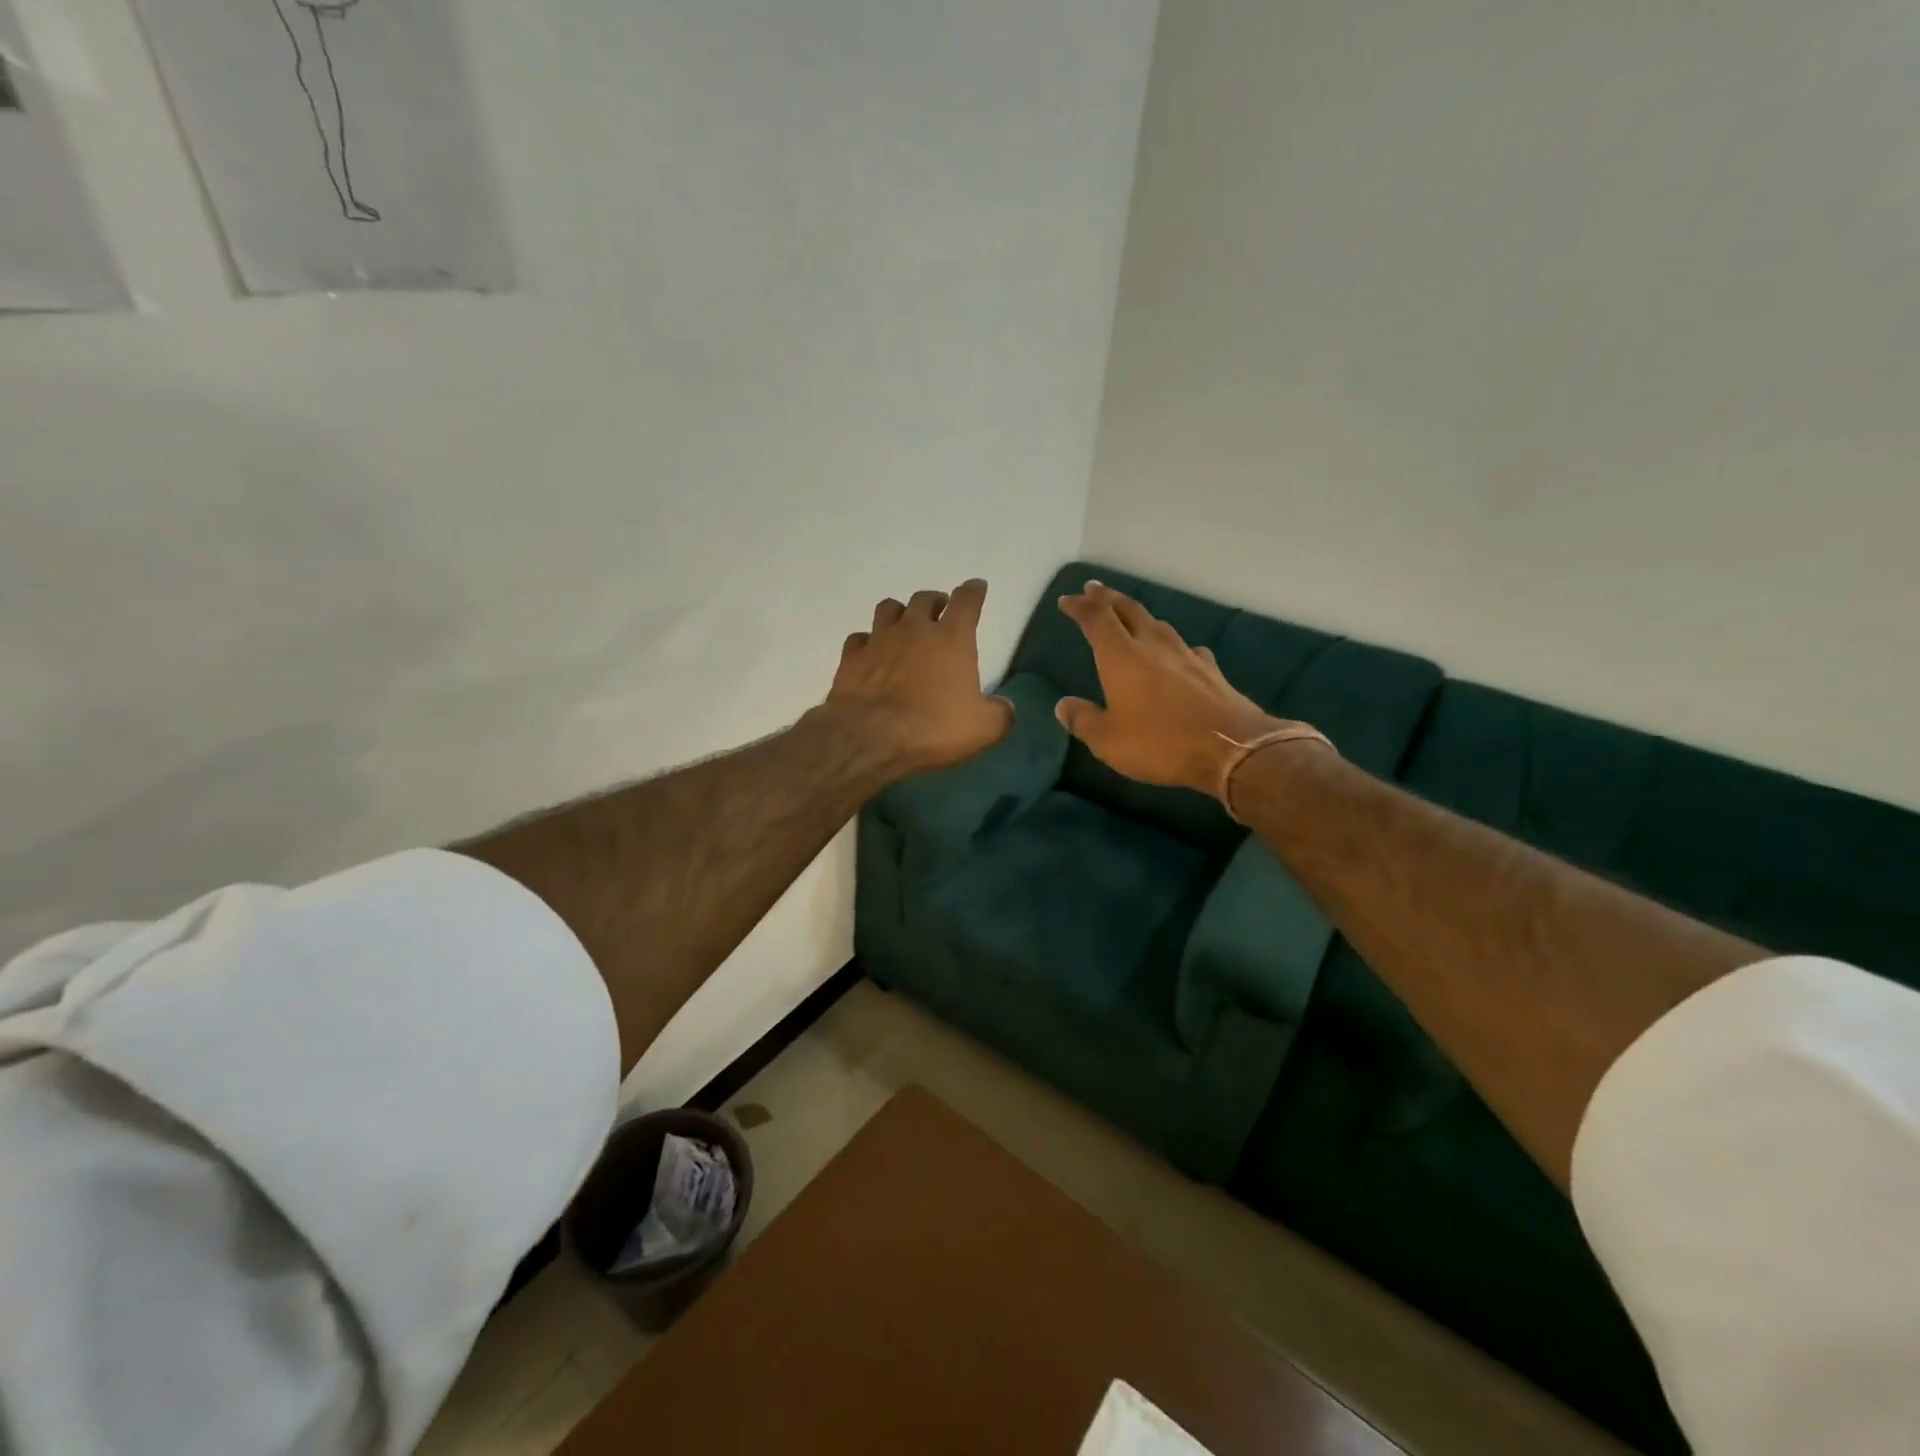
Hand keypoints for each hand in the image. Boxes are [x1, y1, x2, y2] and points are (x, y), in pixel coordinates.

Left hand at [822, 579, 1013, 775]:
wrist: (871, 738)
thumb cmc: (934, 727)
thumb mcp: (984, 728)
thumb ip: (1000, 714)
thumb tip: (1004, 707)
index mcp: (952, 638)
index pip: (966, 601)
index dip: (973, 592)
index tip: (976, 587)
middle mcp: (914, 629)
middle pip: (925, 599)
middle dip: (935, 602)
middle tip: (940, 612)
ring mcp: (879, 640)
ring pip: (888, 609)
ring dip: (899, 613)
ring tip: (904, 625)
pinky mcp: (851, 658)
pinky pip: (859, 639)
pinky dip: (867, 642)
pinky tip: (871, 653)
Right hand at [1055, 581, 1288, 797]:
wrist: (1232, 749)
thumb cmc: (1160, 743)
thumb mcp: (1108, 741)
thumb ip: (1083, 720)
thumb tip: (1063, 705)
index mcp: (1121, 657)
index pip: (1096, 619)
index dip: (1080, 606)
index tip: (1067, 600)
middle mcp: (1153, 645)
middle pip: (1129, 610)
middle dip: (1108, 598)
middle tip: (1094, 589)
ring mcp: (1186, 655)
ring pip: (1157, 624)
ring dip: (1139, 616)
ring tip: (1129, 616)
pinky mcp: (1210, 670)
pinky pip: (1185, 647)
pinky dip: (1171, 644)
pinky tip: (1175, 653)